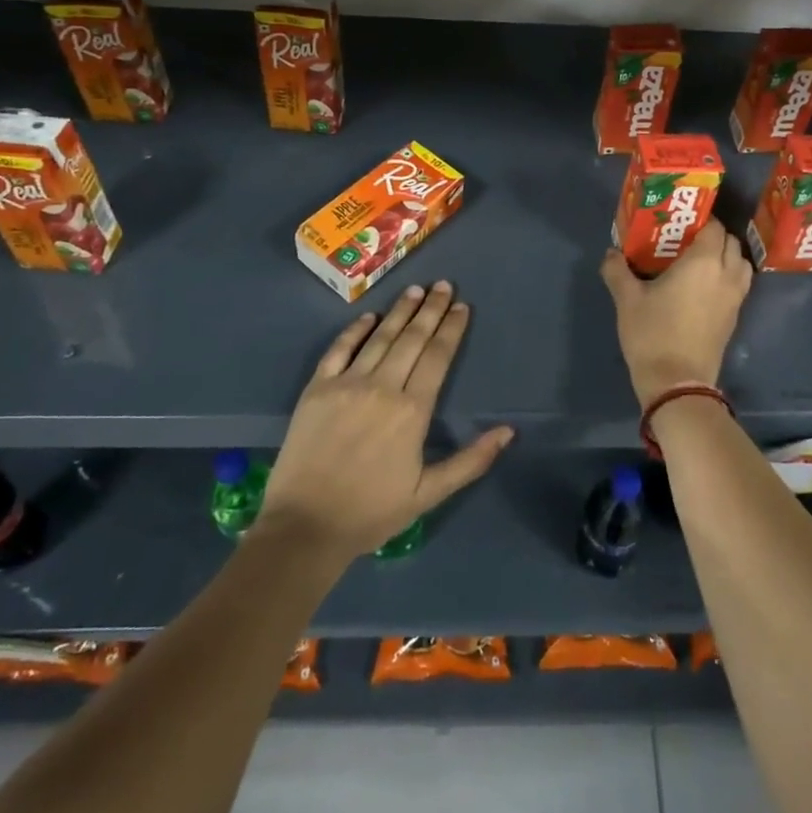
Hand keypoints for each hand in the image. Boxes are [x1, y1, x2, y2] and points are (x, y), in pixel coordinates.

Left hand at [257, 281, 512, 559]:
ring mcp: (347, 384)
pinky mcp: (317, 388)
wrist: (304, 528)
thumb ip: (470, 461)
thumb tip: (507, 432)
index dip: (451, 328)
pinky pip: (339, 349)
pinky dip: (355, 330)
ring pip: (381, 337)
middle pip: (412, 338)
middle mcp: (383, 387)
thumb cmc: (371, 513)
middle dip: (431, 309)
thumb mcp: (428, 494)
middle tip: (443, 285)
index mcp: (413, 410)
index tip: (462, 306)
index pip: (438, 356)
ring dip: (400, 311)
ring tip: (415, 289)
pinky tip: (369, 316)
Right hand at [599, 219, 752, 409]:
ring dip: (726, 256)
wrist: (677, 383)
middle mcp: (725, 274)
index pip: (714, 227)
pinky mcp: (734, 318)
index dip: (701, 219)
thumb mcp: (627, 300)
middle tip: (687, 240)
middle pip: (731, 243)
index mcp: (703, 262)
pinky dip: (727, 277)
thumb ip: (617, 270)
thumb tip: (611, 253)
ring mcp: (734, 298)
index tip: (681, 222)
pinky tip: (703, 287)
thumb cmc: (653, 334)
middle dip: (714, 236)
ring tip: (700, 261)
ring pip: (741, 264)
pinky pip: (738, 285)